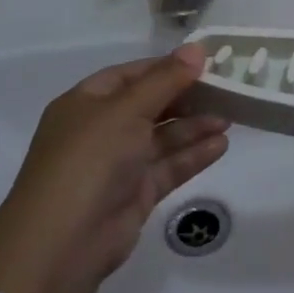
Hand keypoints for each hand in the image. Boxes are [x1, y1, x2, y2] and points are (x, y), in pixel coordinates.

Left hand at [0, 44, 228, 292]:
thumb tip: (197, 49)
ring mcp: (117, 165)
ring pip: (162, 137)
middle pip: (150, 105)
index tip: (206, 62)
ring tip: (231, 118)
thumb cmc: (89, 160)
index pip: (132, 75)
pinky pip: (168, 167)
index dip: (167, 67)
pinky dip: (193, 155)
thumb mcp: (127, 109)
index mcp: (86, 103)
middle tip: (226, 90)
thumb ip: (166, 80)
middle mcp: (100, 130)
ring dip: (194, 126)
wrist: (63, 243)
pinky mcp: (135, 194)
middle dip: (186, 97)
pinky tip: (221, 145)